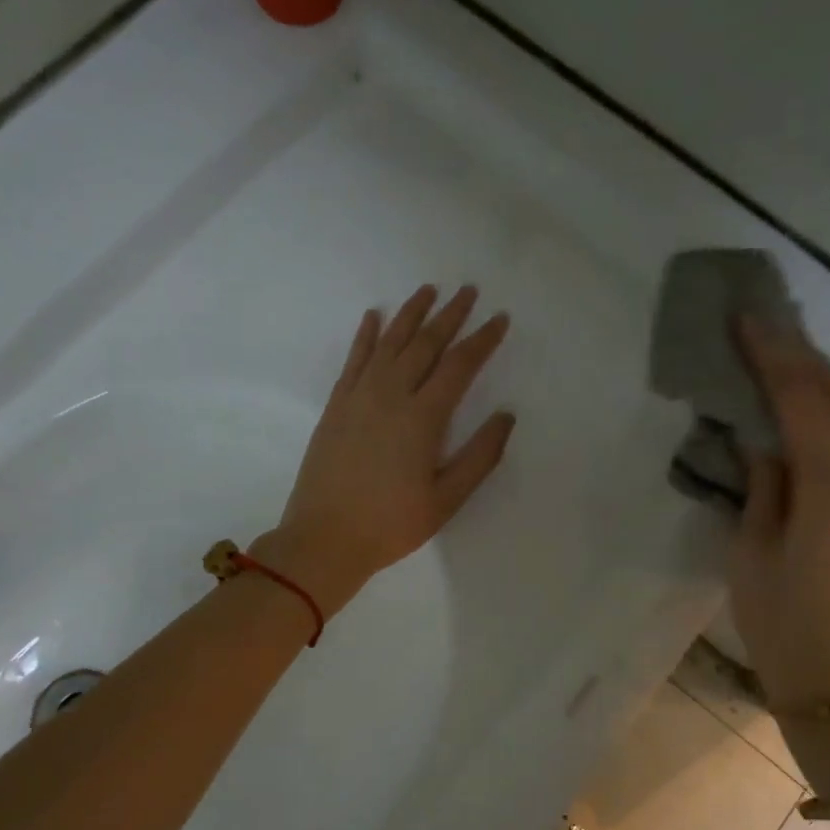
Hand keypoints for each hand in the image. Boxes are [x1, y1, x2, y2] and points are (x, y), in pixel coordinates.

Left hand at [257, 285, 514, 616]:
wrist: (324, 538)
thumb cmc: (391, 524)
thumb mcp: (447, 500)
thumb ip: (480, 456)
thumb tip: (505, 416)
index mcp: (423, 417)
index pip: (459, 365)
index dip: (482, 340)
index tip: (499, 319)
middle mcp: (391, 394)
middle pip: (425, 344)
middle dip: (449, 315)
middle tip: (468, 291)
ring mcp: (359, 396)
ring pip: (389, 342)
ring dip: (410, 314)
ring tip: (428, 290)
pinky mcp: (336, 405)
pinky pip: (354, 359)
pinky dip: (366, 335)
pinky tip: (374, 317)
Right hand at [728, 316, 829, 712]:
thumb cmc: (783, 624)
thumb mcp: (752, 552)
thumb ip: (761, 485)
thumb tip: (760, 438)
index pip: (801, 398)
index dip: (772, 354)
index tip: (746, 317)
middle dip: (800, 353)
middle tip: (763, 322)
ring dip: (818, 380)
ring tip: (780, 353)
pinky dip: (829, 414)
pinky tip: (805, 409)